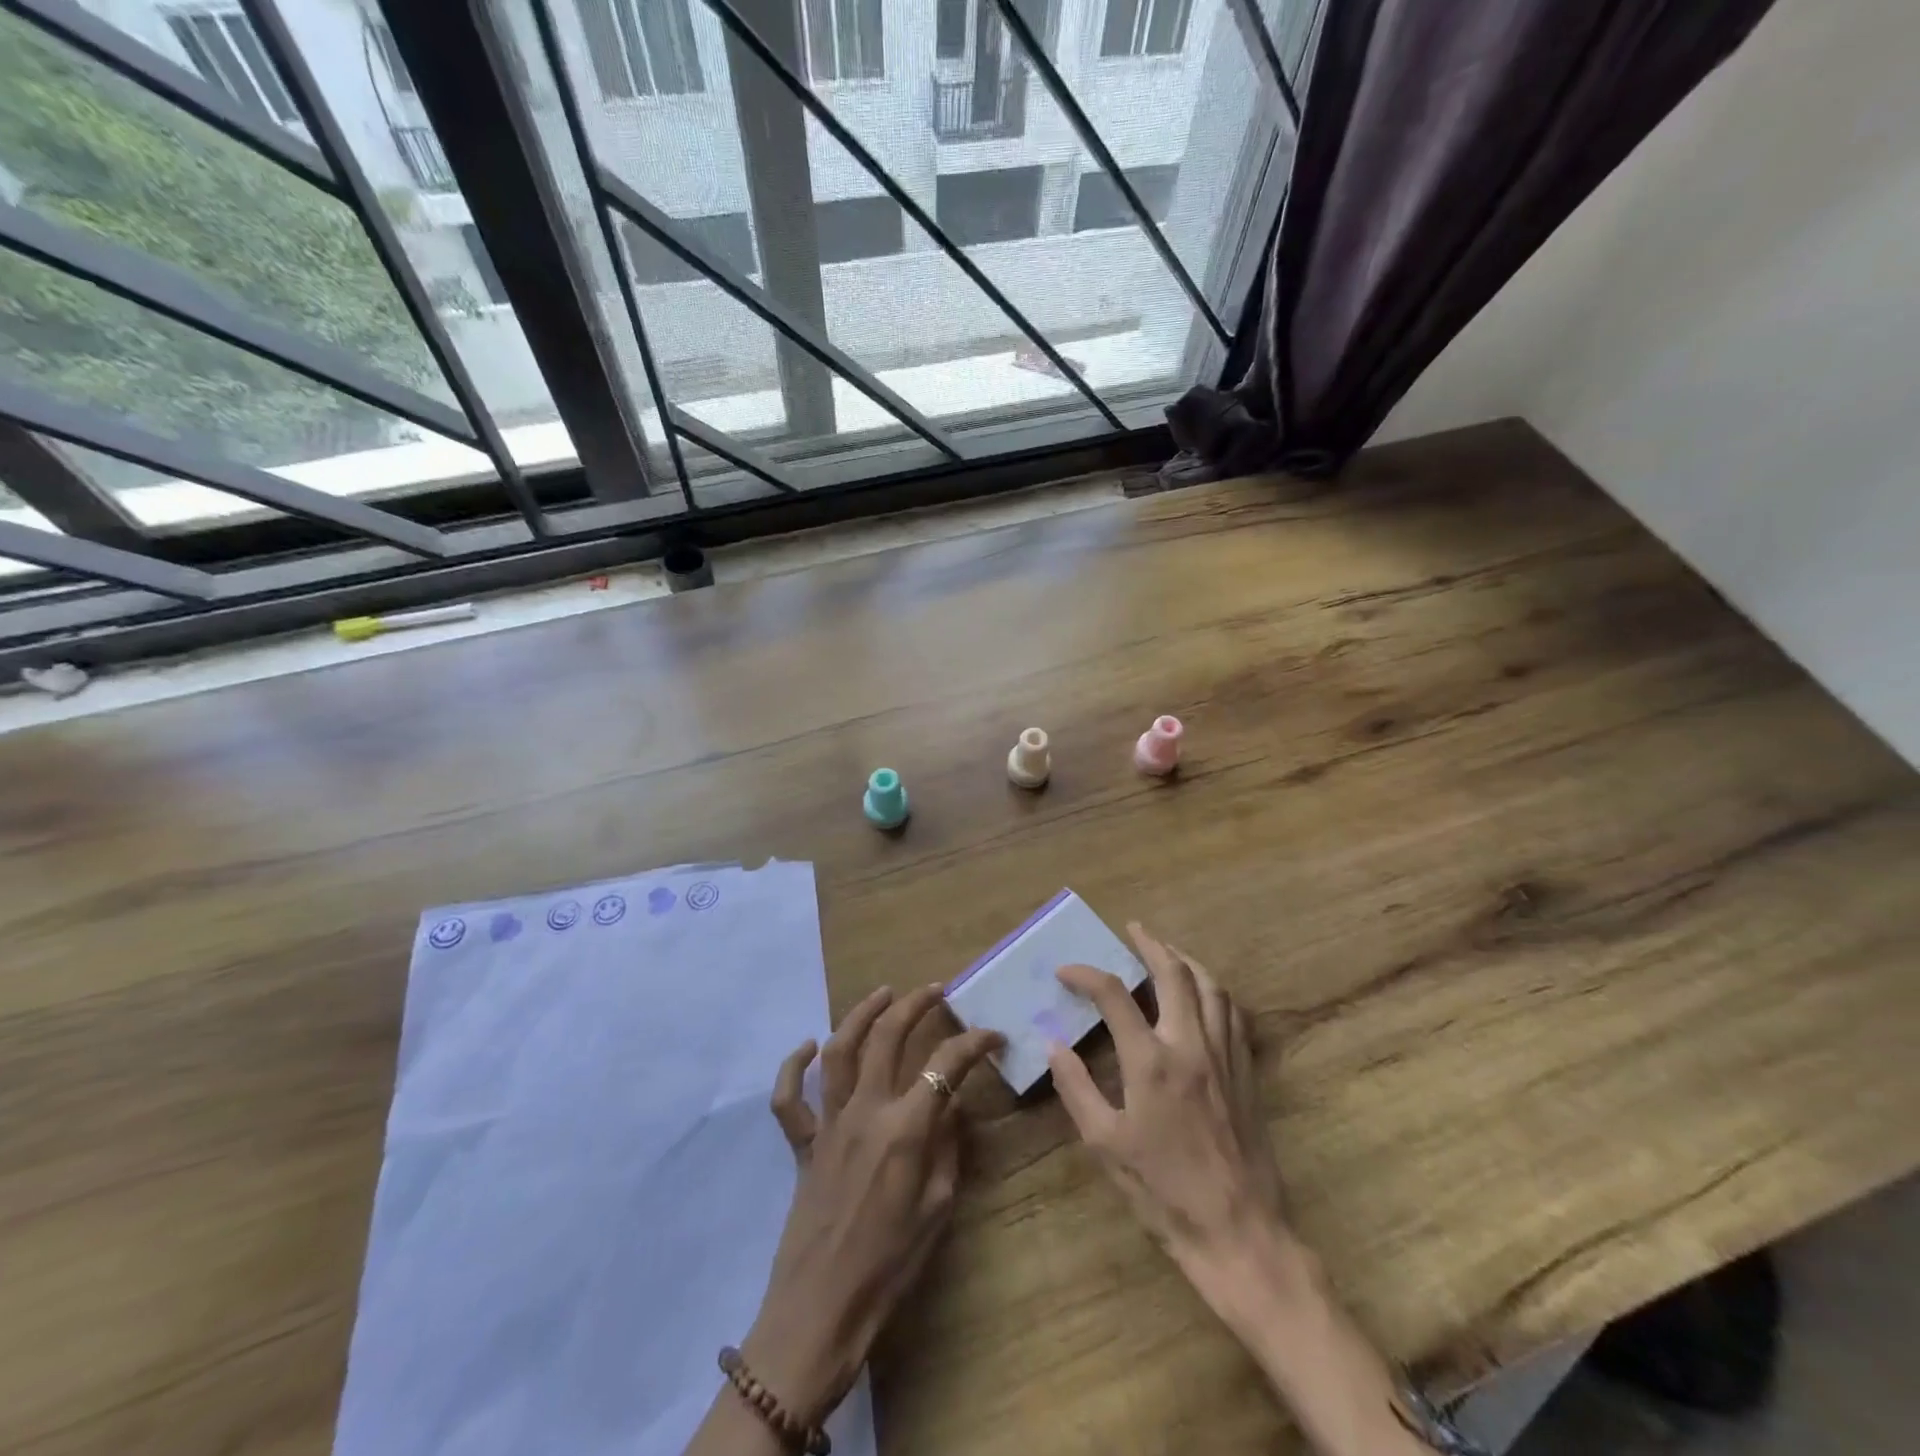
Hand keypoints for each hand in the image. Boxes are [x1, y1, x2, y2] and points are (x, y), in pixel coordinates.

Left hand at [743, 985, 1002, 1424]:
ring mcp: (828, 1124)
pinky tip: (807, 1047)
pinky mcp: (802, 1143)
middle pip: (887, 1038)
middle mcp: (864, 1112)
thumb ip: (947, 1146)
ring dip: (860, 1014)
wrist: (822, 1309)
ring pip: (839, 1051)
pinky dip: (792, 1067)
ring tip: (883, 993)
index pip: (945, 1066)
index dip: (973, 1043)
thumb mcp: (937, 1207)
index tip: (992, 1035)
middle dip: (914, 1006)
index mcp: (904, 1129)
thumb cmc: (890, 1266)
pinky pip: (788, 1099)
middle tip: (934, 990)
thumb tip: (952, 1103)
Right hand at [1048, 924, 1287, 1277]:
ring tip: (1168, 952)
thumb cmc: (1163, 1191)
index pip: (1114, 994)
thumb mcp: (1105, 1144)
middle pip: (1174, 973)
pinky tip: (1205, 995)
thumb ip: (1076, 1088)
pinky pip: (1234, 1013)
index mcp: (1150, 1061)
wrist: (1238, 1232)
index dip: (1086, 974)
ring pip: (1211, 986)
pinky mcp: (1247, 1071)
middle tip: (1133, 929)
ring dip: (1186, 960)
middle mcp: (1190, 1044)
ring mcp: (1225, 1055)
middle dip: (1150, 944)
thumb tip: (1054, 1045)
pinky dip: (1215, 991)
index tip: (1066, 972)